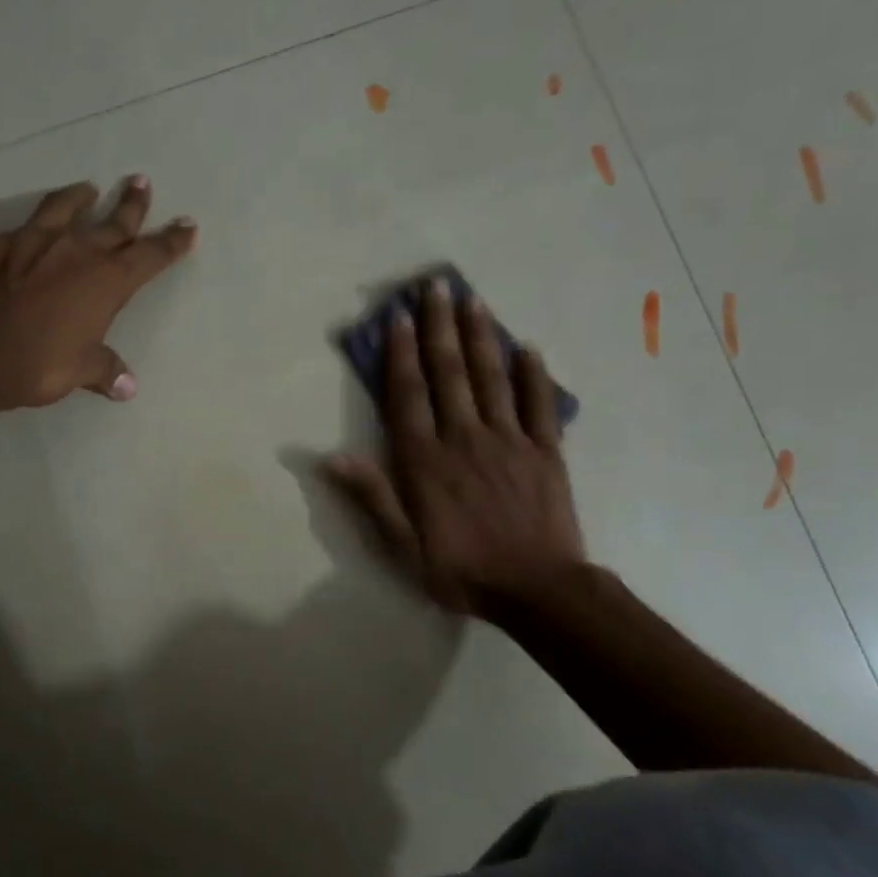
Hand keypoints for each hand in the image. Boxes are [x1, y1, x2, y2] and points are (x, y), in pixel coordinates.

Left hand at [0, 175, 196, 409]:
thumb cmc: (40, 363)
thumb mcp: (80, 371)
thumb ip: (105, 370)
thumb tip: (126, 387)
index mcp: (106, 281)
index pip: (150, 255)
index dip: (172, 241)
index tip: (188, 225)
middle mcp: (75, 252)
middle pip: (113, 222)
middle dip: (132, 205)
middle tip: (141, 183)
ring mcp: (31, 243)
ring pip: (62, 209)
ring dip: (78, 198)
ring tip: (86, 189)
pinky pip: (14, 234)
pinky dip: (24, 234)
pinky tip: (20, 238)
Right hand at [326, 278, 585, 613]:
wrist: (538, 590)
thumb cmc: (461, 569)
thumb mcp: (402, 545)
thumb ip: (372, 495)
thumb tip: (331, 456)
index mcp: (426, 460)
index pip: (409, 395)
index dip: (401, 354)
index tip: (398, 317)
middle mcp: (465, 438)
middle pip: (450, 373)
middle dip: (439, 327)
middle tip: (435, 286)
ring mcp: (509, 440)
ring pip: (492, 378)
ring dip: (480, 336)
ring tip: (473, 300)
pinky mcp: (546, 451)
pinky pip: (540, 405)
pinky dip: (534, 374)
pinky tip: (528, 347)